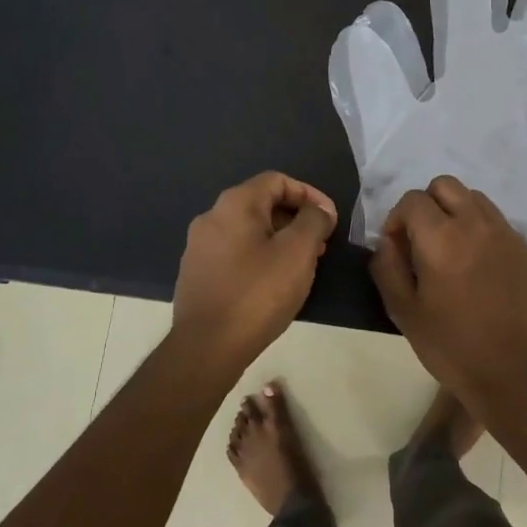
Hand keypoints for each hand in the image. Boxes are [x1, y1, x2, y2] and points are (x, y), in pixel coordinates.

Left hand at [171, 172, 337, 376]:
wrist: (207, 346)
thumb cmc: (258, 293)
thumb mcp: (298, 252)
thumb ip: (314, 221)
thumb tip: (318, 210)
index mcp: (235, 204)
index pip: (277, 180)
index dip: (309, 195)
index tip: (330, 220)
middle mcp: (211, 217)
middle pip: (262, 204)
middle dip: (296, 220)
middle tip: (320, 246)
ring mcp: (198, 247)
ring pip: (248, 231)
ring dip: (279, 240)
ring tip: (301, 267)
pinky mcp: (196, 274)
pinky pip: (234, 253)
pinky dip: (259, 257)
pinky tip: (272, 284)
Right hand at [370, 175, 526, 416]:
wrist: (512, 375)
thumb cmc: (450, 345)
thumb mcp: (402, 310)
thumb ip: (386, 267)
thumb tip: (387, 242)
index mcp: (441, 237)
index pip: (412, 199)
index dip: (397, 218)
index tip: (397, 247)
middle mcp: (477, 225)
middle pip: (446, 186)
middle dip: (427, 205)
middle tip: (423, 240)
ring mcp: (508, 236)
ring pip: (476, 199)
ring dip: (457, 214)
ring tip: (453, 250)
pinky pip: (500, 225)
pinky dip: (483, 233)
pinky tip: (480, 269)